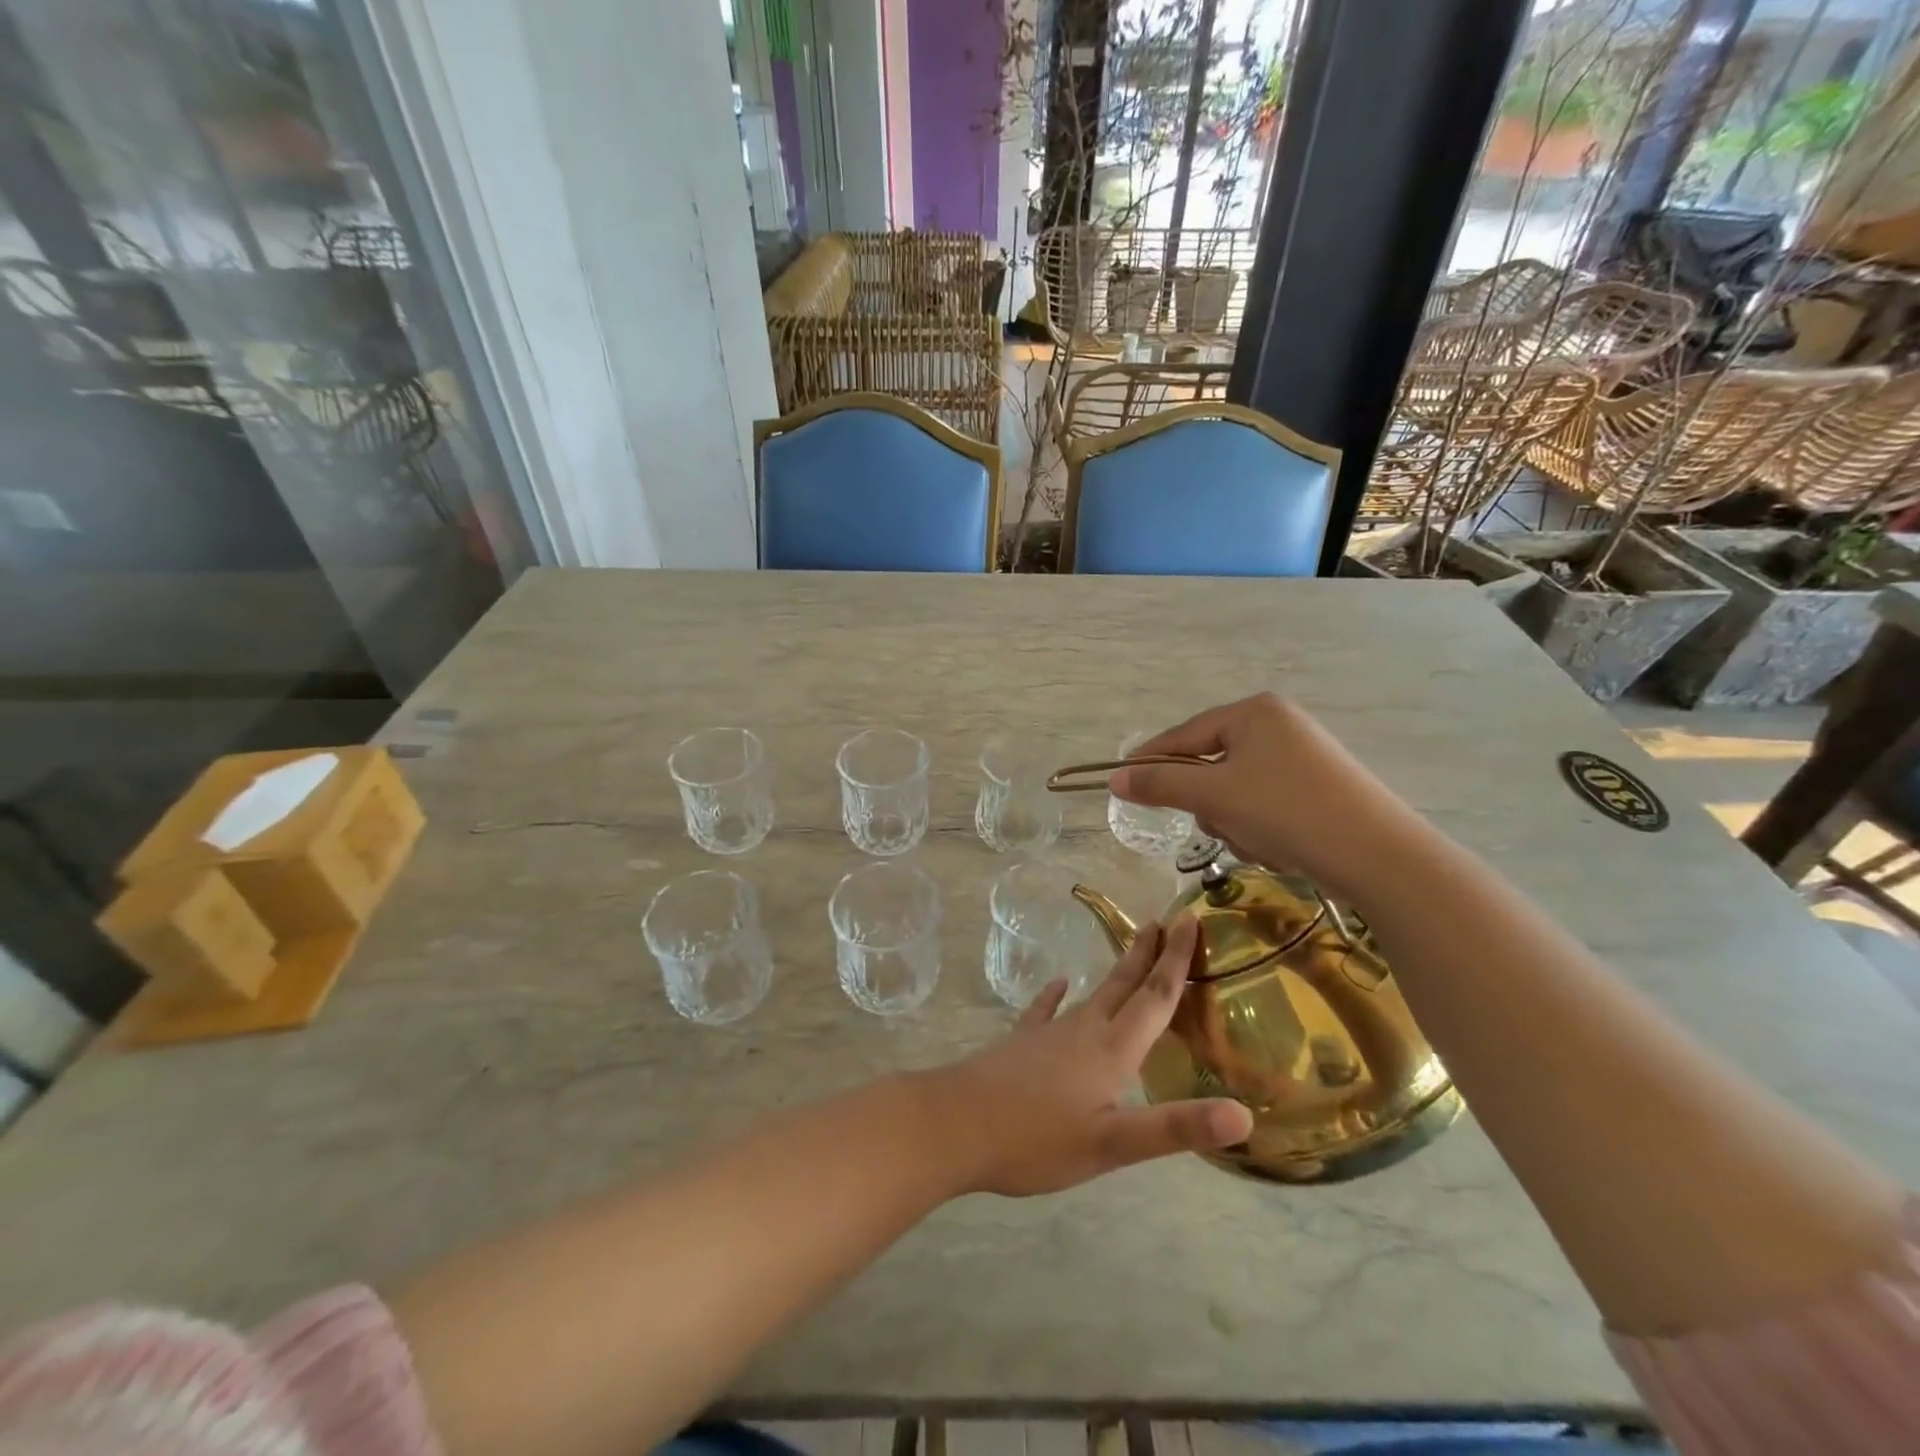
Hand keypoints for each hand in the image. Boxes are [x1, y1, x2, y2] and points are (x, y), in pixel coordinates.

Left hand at [924, 919, 1252, 1196]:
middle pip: (1124, 984)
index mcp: (1111, 1050)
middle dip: (1149, 953)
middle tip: (1167, 920)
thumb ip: (1175, 1128)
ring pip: (1092, 994)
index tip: (1190, 920)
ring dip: (1117, 971)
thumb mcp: (1112, 1144)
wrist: (954, 1124)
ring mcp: (1048, 1033)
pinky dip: (1055, 995)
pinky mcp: (1021, 1043)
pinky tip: (1057, 985)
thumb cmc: (1036, 1139)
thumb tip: (1243, 1114)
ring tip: (1131, 949)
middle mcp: (1084, 1030)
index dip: (1176, 960)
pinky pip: (1044, 1010)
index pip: (1154, 996)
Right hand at [1109, 693, 1415, 901]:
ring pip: (1236, 789)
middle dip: (1209, 801)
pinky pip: (1265, 802)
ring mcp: (1302, 756)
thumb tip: (1115, 778)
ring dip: (1234, 819)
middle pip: (1211, 763)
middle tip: (1220, 823)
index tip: (1121, 781)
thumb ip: (1160, 784)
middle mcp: (1279, 724)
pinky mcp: (1319, 787)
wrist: (1377, 855)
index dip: (1150, 759)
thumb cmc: (1285, 811)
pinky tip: (1280, 846)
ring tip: (1258, 840)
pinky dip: (1261, 826)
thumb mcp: (1214, 796)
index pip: (1185, 734)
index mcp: (1253, 712)